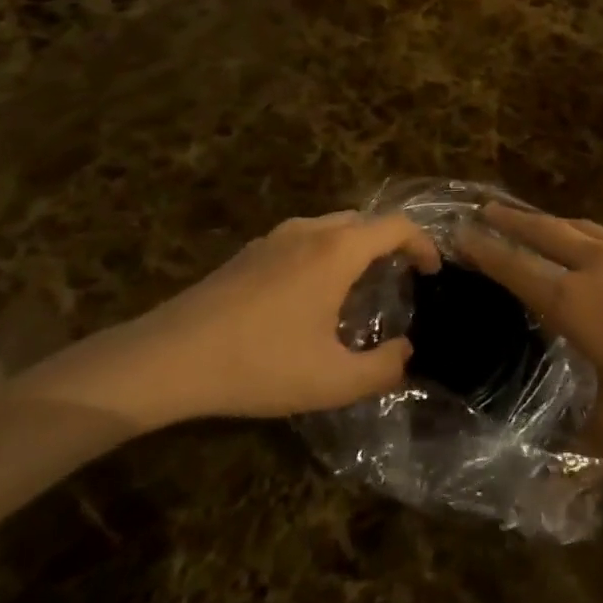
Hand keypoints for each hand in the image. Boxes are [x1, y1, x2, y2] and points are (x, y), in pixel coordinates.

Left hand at [22, 211, 440, 429]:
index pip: (396, 226)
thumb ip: (383, 369)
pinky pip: (304, 239)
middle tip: (400, 282)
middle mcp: (311, 230)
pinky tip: (310, 298)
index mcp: (338, 249)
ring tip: (360, 291)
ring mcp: (276, 236)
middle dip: (390, 244)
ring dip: (356, 249)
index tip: (433, 271)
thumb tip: (407, 353)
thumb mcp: (330, 381)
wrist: (168, 358)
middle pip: (365, 221)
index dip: (422, 243)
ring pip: (332, 228)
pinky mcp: (250, 252)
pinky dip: (325, 254)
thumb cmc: (258, 363)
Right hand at [458, 204, 602, 458]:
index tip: (460, 231)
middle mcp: (600, 262)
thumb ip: (585, 441)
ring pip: (587, 228)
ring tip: (544, 225)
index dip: (485, 249)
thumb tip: (557, 465)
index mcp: (576, 302)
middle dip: (511, 219)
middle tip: (486, 208)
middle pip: (544, 230)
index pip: (516, 267)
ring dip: (558, 225)